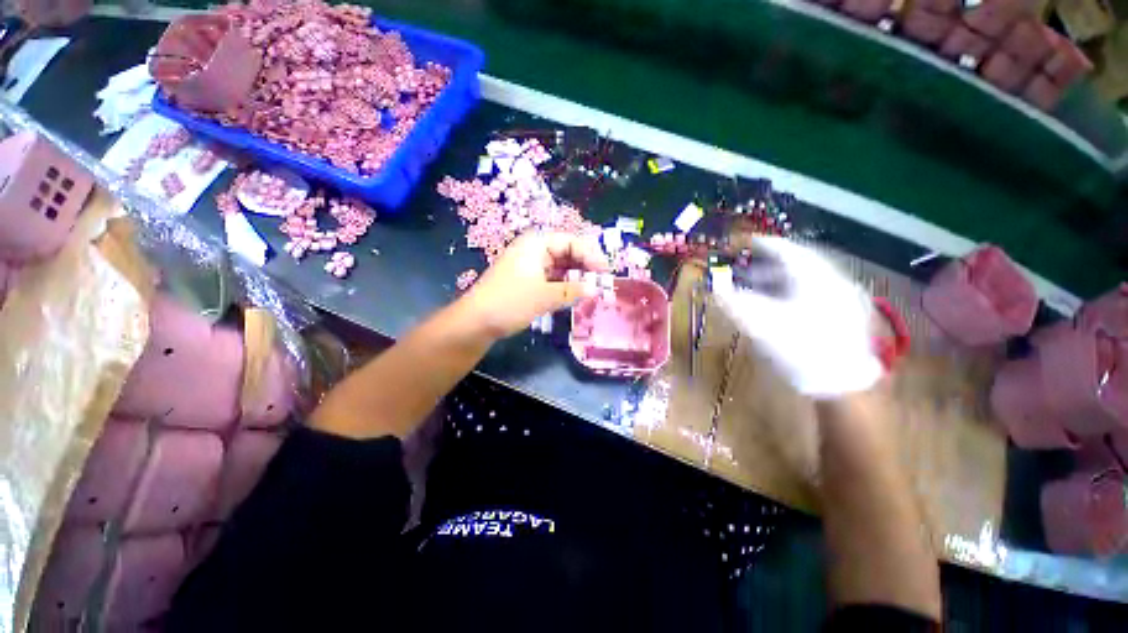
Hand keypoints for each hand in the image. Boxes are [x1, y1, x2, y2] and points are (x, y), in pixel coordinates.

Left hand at [458, 232, 609, 339]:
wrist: (476, 321)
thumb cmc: (511, 302)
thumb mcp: (545, 296)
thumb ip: (573, 290)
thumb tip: (597, 289)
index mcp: (537, 243)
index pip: (572, 242)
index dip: (591, 256)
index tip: (606, 274)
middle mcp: (534, 249)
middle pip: (567, 252)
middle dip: (585, 267)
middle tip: (600, 283)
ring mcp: (530, 265)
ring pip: (560, 266)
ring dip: (576, 277)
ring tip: (591, 291)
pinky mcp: (527, 280)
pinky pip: (552, 277)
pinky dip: (564, 285)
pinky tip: (574, 295)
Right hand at [712, 237, 882, 398]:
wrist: (844, 384)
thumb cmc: (800, 348)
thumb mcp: (760, 323)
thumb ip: (734, 302)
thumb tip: (713, 284)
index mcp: (813, 276)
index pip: (785, 250)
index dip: (761, 244)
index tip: (743, 243)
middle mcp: (831, 280)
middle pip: (795, 263)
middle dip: (765, 265)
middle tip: (743, 269)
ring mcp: (841, 298)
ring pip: (805, 279)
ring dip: (777, 280)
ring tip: (755, 288)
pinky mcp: (844, 316)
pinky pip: (812, 293)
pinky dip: (790, 293)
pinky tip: (778, 306)